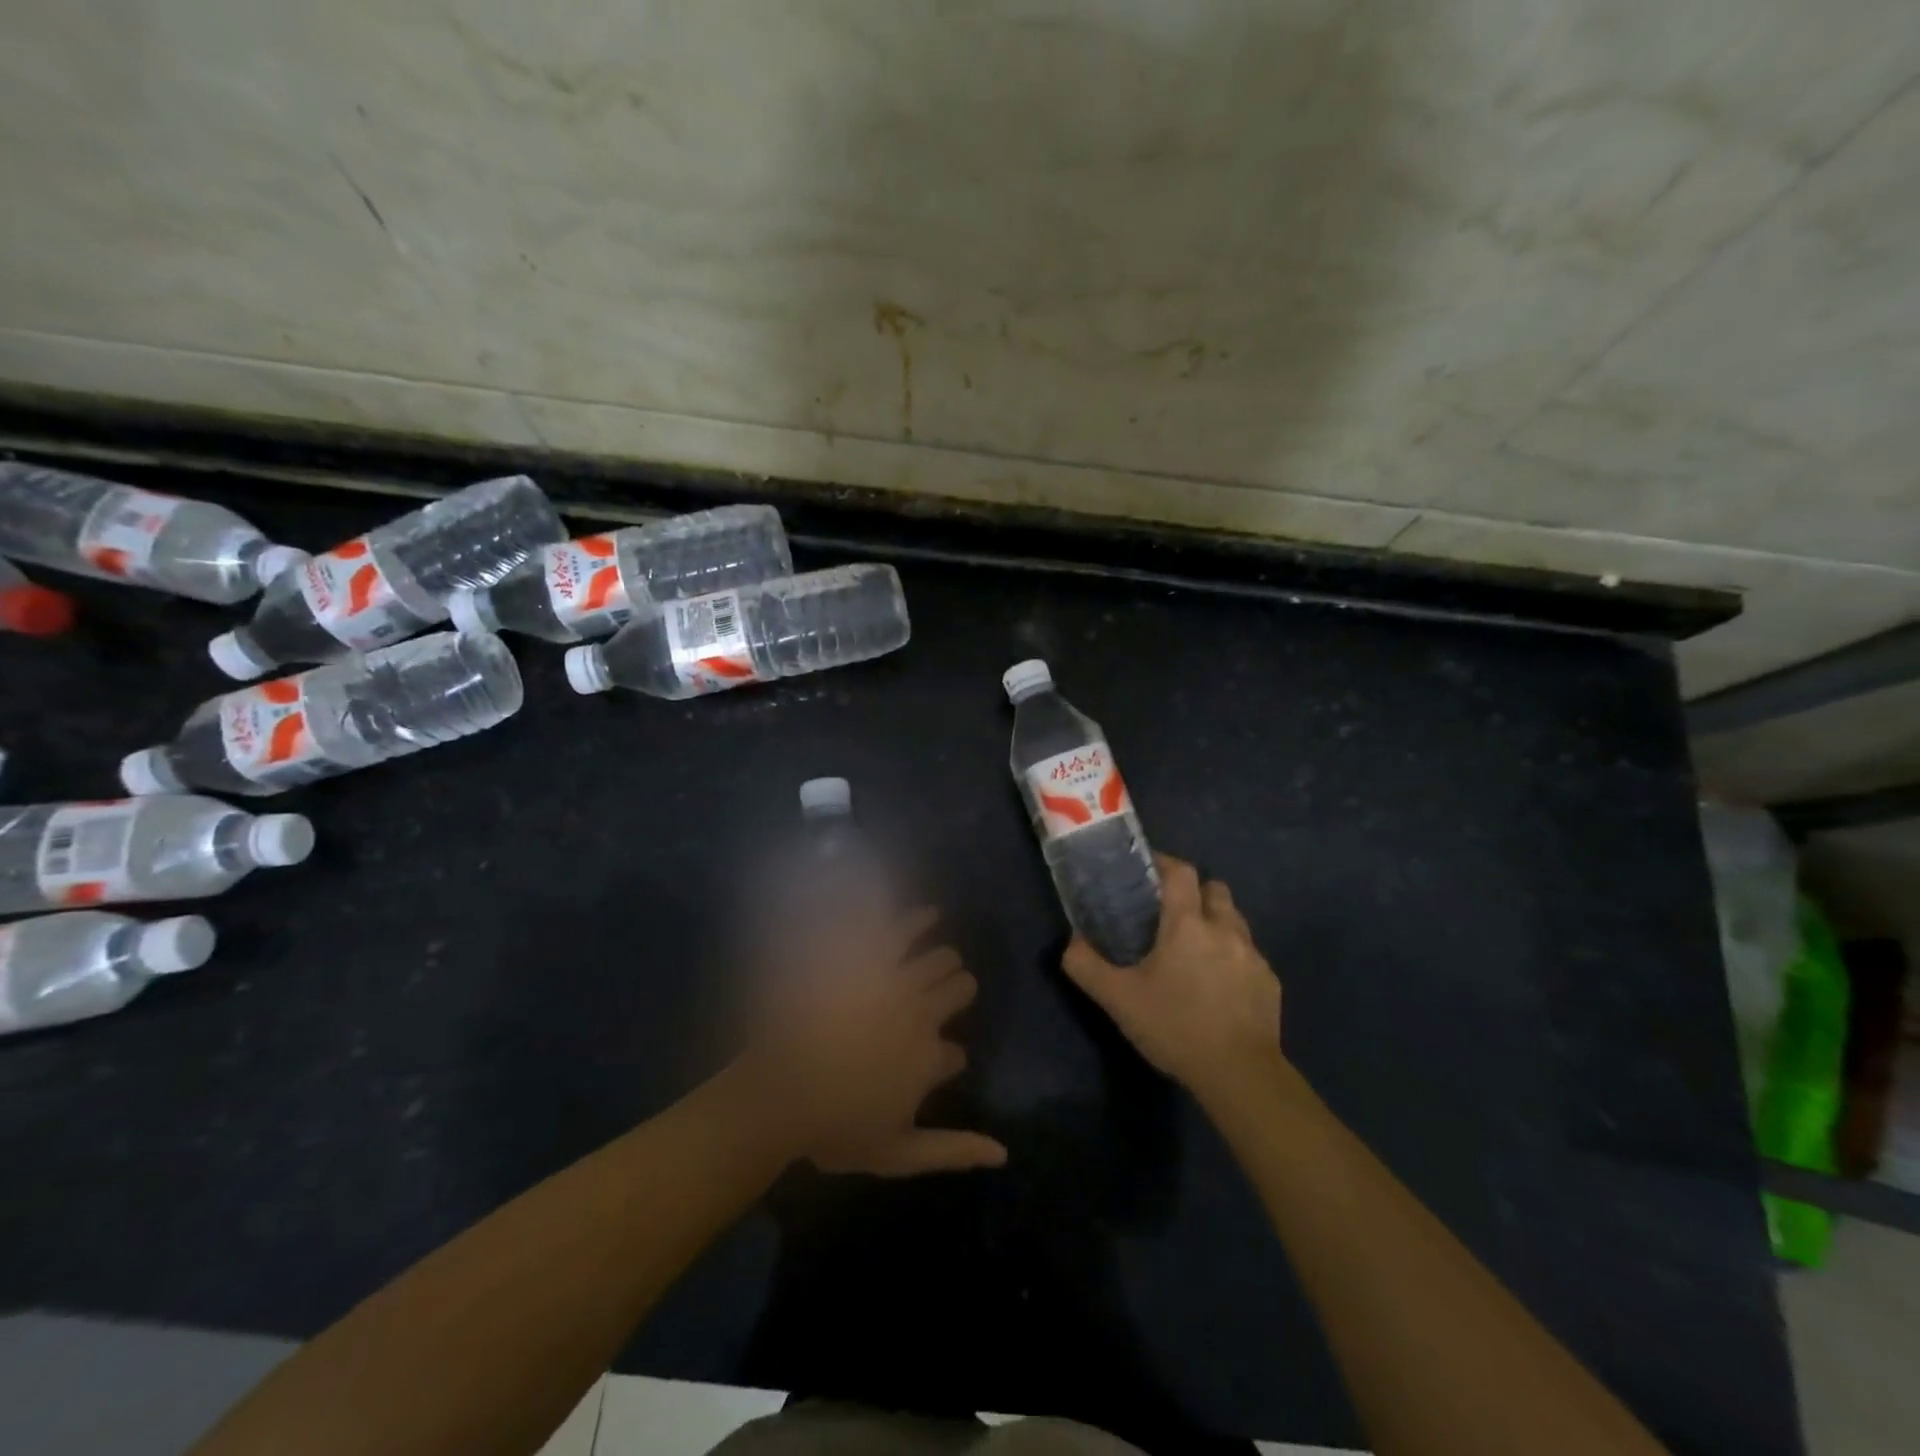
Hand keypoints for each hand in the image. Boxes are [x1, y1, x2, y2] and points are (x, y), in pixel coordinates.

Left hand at [744, 906, 1007, 1177]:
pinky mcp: (865, 959)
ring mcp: (893, 982)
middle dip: (958, 993)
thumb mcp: (896, 1155)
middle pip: (960, 988)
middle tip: (944, 998)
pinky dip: (915, 919)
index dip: (947, 1063)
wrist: (776, 1092)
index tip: (932, 1068)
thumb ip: (952, 1151)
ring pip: (940, 957)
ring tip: (940, 961)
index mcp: (929, 1059)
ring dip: (944, 960)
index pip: (958, 1055)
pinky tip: (927, 915)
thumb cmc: (833, 1128)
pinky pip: (898, 929)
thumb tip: (1004, 1154)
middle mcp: (921, 1013)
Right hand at [1063, 854, 1282, 1093]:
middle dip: (1195, 892)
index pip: (1181, 872)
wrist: (1240, 1075)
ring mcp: (1253, 955)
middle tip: (1171, 913)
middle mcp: (1225, 929)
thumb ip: (1086, 966)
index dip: (1165, 863)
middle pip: (1215, 888)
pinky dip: (1233, 957)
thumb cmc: (1175, 1027)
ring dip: (1216, 922)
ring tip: (1195, 949)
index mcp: (1188, 924)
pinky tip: (1218, 986)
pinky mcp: (1269, 982)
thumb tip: (1071, 942)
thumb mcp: (1118, 1000)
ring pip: (1235, 920)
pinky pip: (1249, 954)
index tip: (1148, 872)